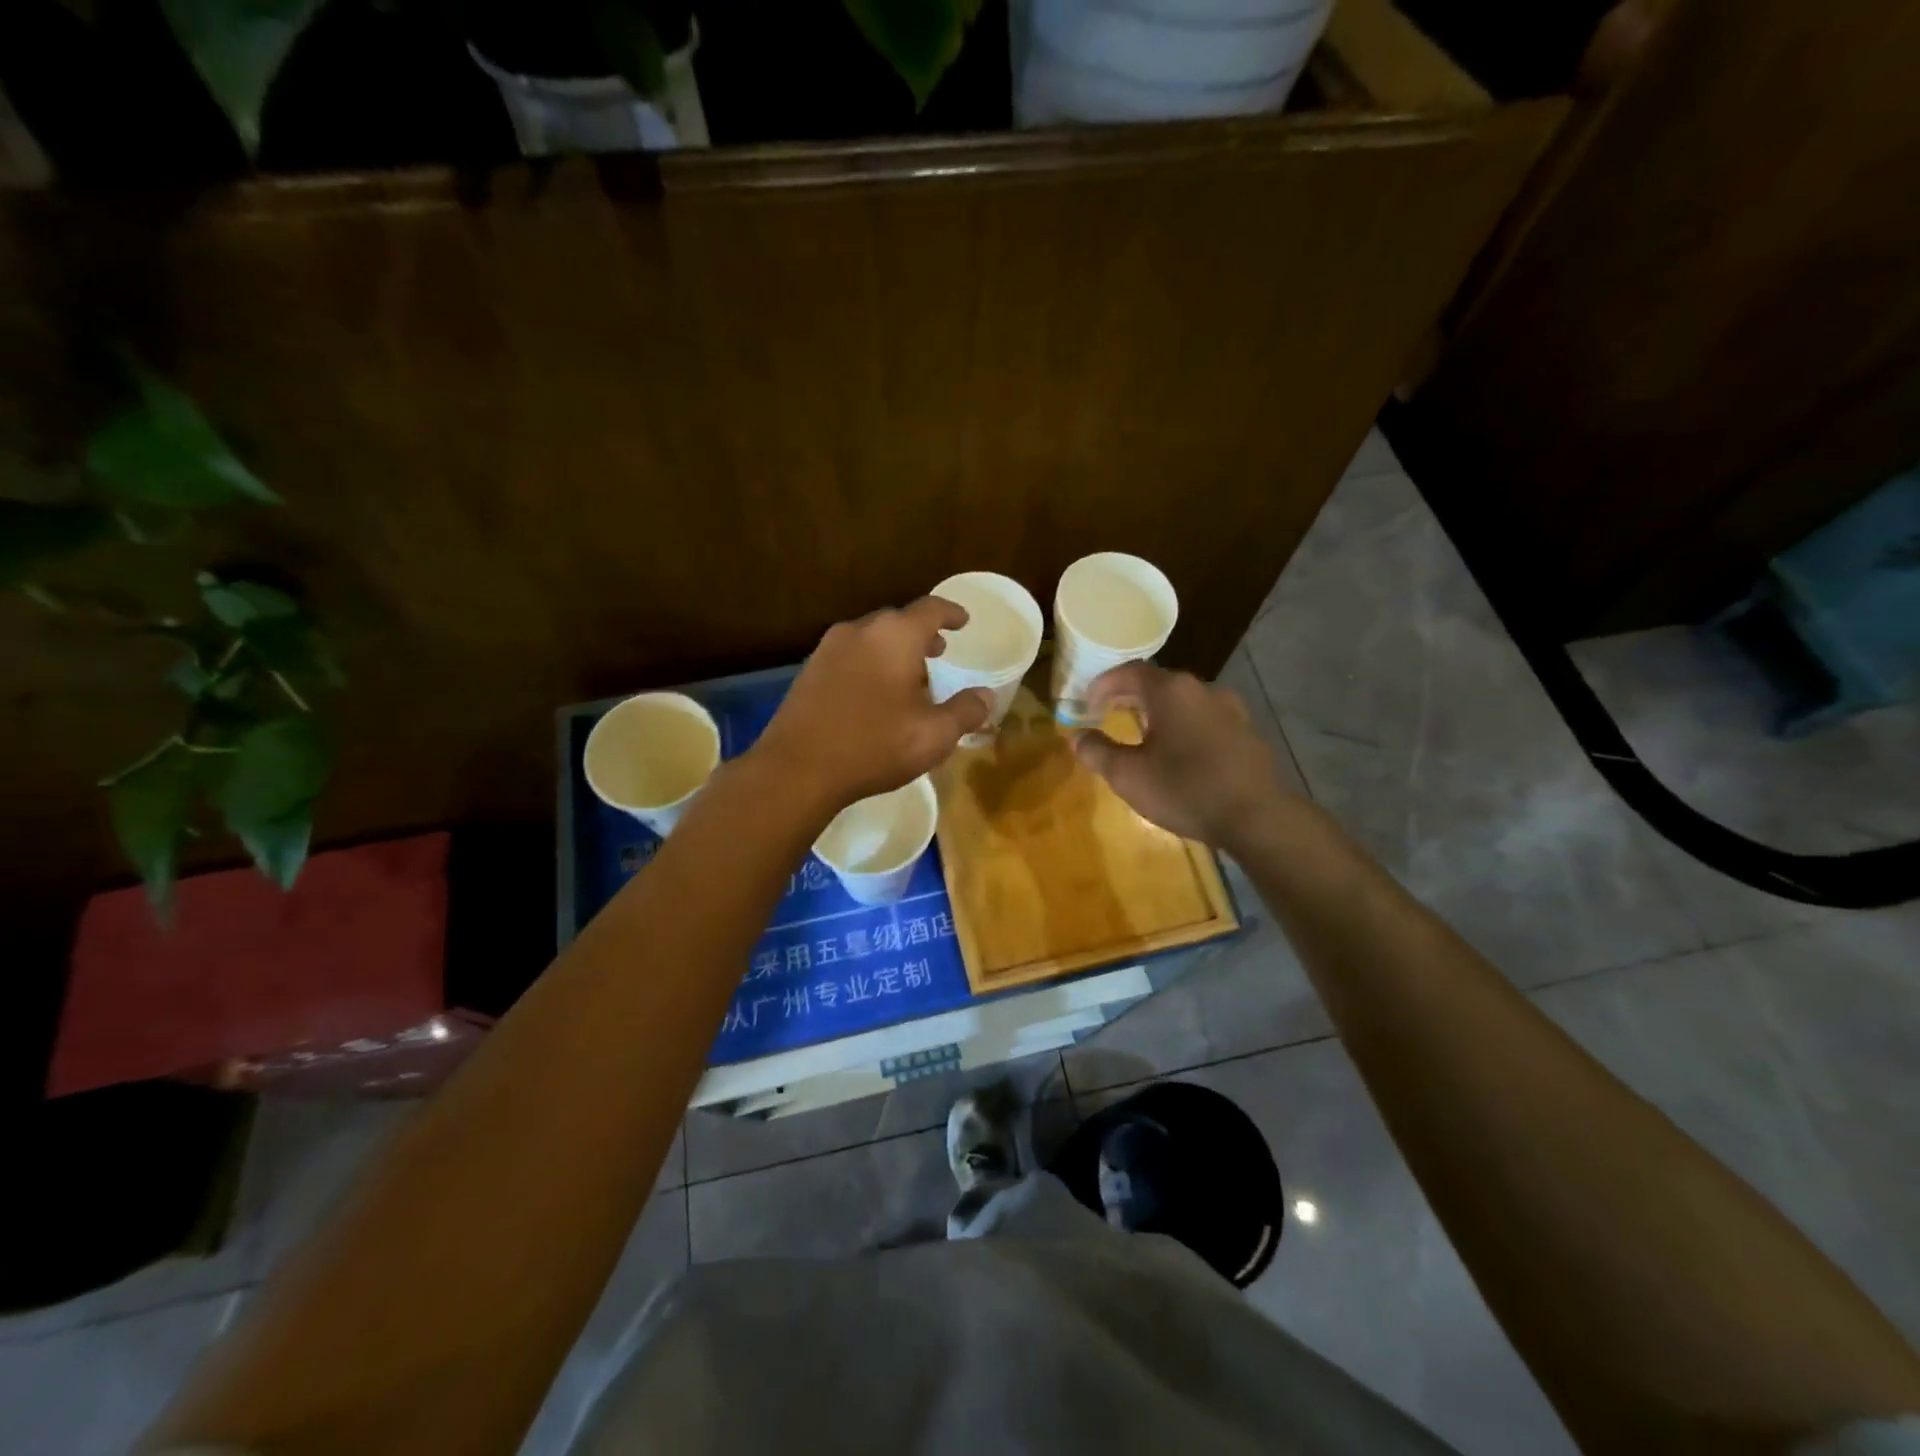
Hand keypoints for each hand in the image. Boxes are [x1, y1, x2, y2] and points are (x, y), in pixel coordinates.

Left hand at [753, 597, 992, 811]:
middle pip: (898, 622)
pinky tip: (874, 695)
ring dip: (894, 651)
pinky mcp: (809, 671)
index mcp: (895, 636)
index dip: (951, 613)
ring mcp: (828, 649)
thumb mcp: (933, 735)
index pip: (931, 609)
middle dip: (922, 635)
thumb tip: (985, 695)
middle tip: (939, 652)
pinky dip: (870, 664)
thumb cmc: (874, 745)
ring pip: (871, 639)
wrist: (798, 768)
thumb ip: (965, 711)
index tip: (963, 621)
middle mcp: (860, 631)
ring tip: (910, 677)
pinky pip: (850, 656)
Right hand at [1072, 662, 1296, 848]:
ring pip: (1185, 702)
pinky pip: (1206, 721)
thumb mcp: (1128, 775)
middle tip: (1109, 714)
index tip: (1088, 704)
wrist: (1257, 817)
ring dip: (1159, 712)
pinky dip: (1185, 727)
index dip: (1104, 685)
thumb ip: (1098, 752)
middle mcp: (1204, 690)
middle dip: (1130, 697)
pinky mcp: (1248, 733)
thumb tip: (1077, 737)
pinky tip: (1180, 754)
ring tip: (1143, 734)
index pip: (1130, 672)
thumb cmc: (1185, 790)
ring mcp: (1232, 710)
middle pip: (1159, 684)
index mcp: (1172, 691)